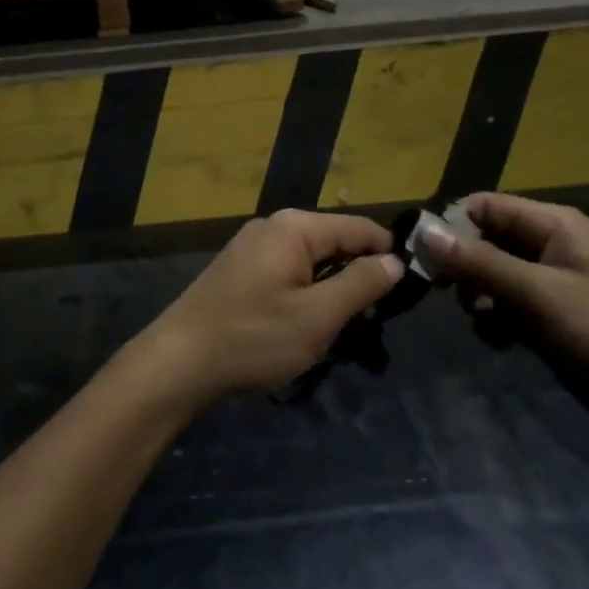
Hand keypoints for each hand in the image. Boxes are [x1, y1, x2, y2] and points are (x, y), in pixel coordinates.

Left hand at [141, 211, 401, 404]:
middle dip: (358, 276)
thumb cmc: (253, 338)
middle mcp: (273, 226)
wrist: (178, 362)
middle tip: (374, 320)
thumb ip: (360, 285)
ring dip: (331, 290)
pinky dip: (306, 294)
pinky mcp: (240, 269)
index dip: (388, 255)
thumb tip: (395, 261)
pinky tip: (306, 326)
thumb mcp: (317, 317)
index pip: (359, 227)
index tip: (410, 290)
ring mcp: (252, 246)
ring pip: (311, 260)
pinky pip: (288, 272)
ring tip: (344, 329)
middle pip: (334, 242)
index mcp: (294, 227)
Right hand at [423, 194, 588, 399]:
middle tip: (449, 295)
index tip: (424, 256)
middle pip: (486, 239)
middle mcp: (549, 246)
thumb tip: (425, 232)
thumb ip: (481, 263)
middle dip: (464, 265)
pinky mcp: (552, 317)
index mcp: (553, 225)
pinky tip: (499, 340)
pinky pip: (508, 305)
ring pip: (492, 275)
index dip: (452, 225)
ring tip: (482, 320)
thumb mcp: (540, 295)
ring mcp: (551, 283)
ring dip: (479, 296)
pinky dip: (496, 319)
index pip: (485, 206)